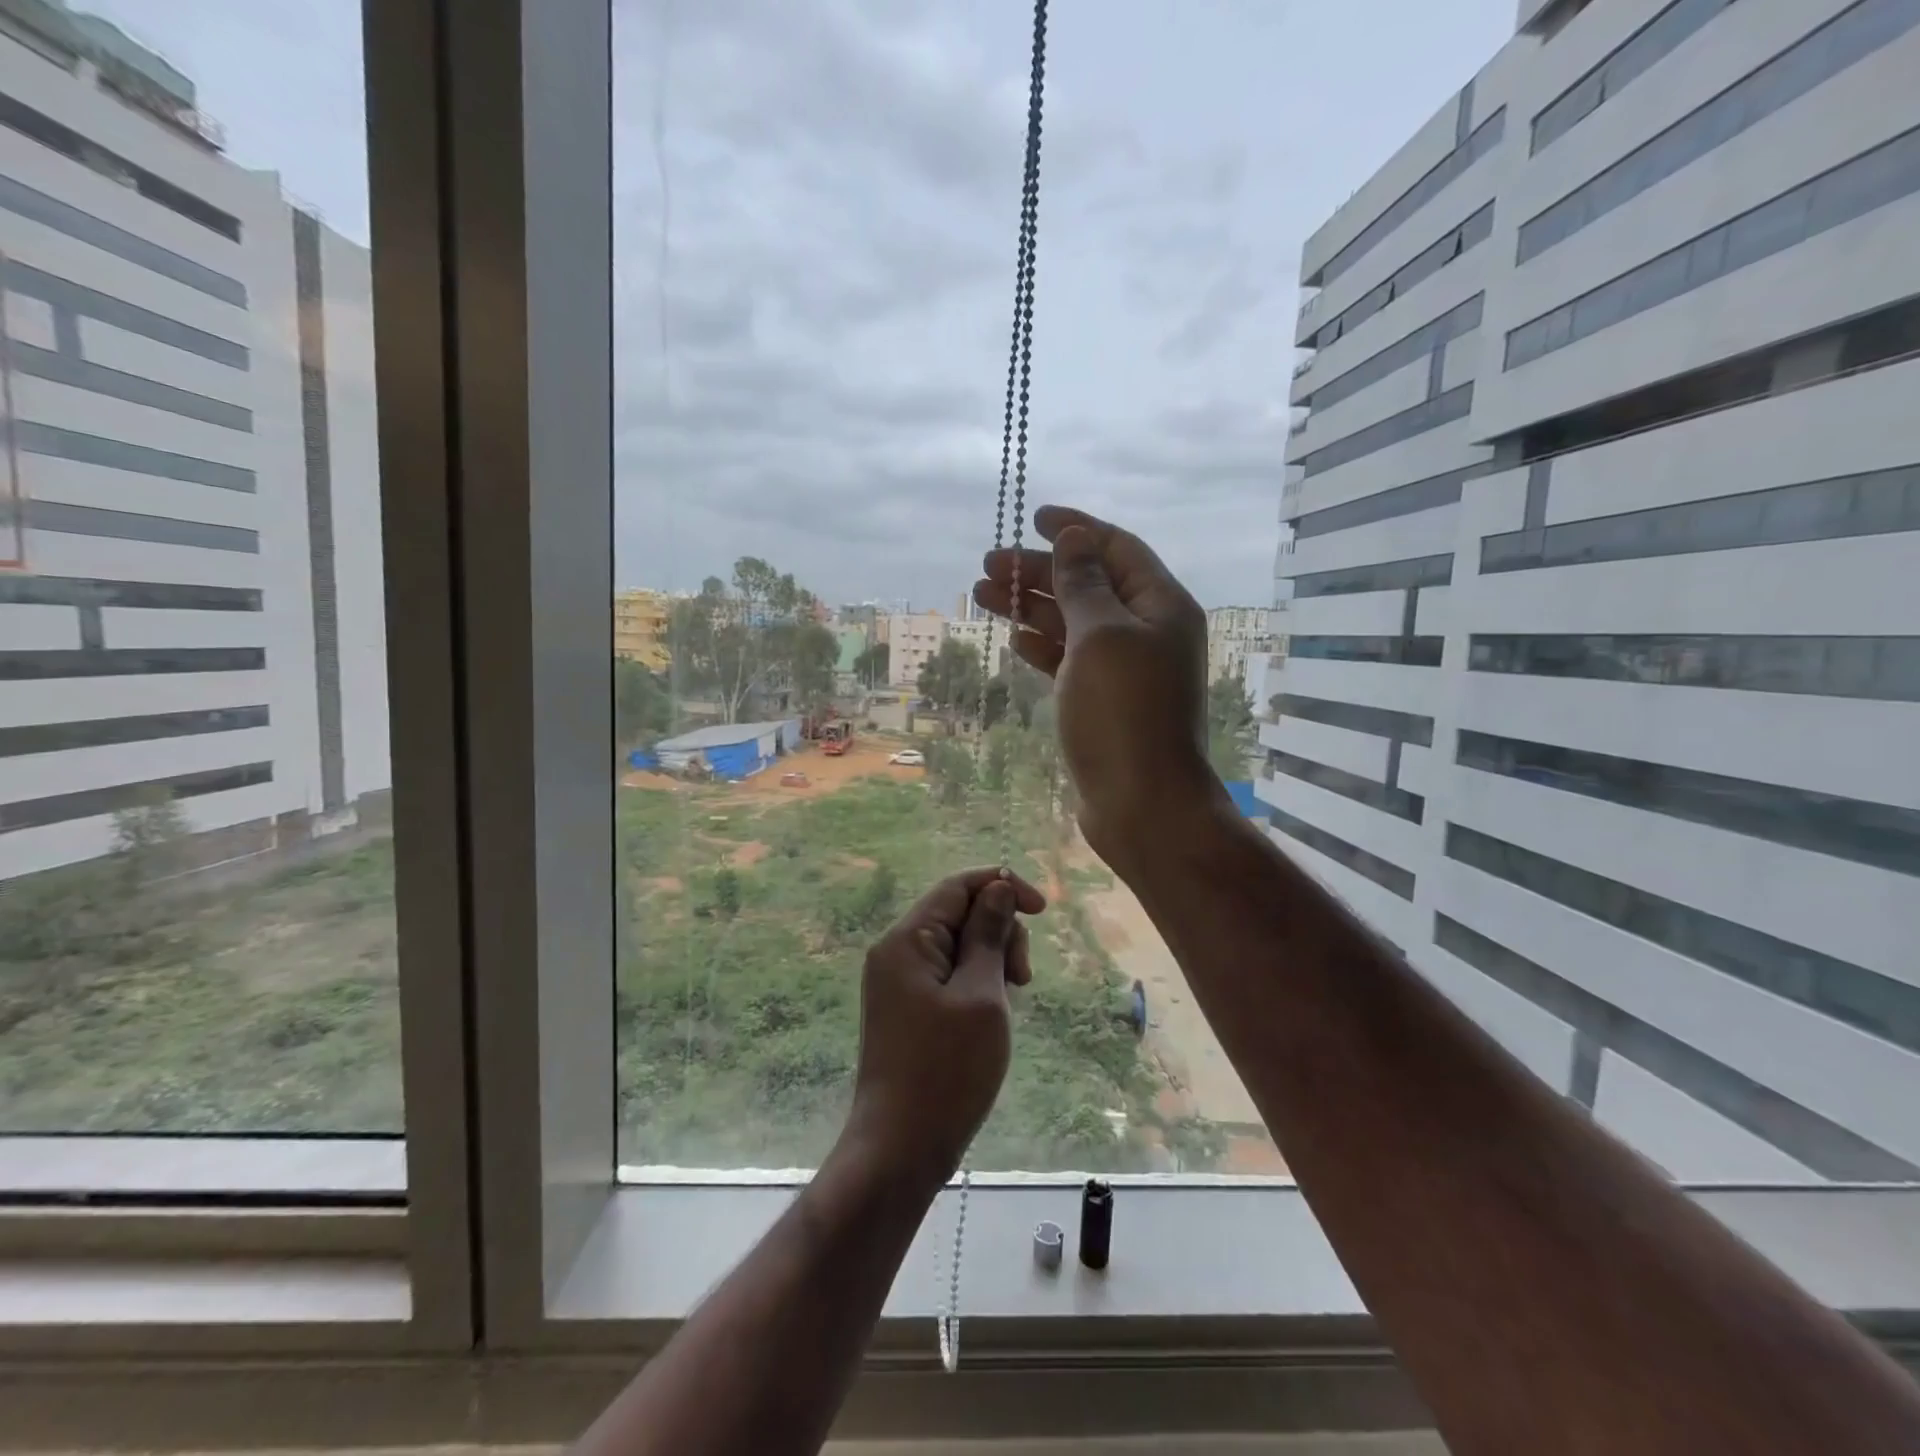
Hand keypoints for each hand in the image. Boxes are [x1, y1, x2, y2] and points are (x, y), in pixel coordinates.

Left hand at [841, 868, 1046, 1191]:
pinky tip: (991, 1013)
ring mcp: (898, 982)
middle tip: (1022, 978)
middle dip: (999, 931)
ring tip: (1009, 1001)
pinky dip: (976, 982)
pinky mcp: (906, 1009)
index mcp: (907, 940)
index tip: (1042, 911)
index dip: (1002, 886)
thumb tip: (996, 888)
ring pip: (956, 945)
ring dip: (992, 960)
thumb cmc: (947, 1070)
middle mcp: (896, 952)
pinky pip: (947, 974)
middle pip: (958, 913)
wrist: (900, 1149)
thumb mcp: (981, 995)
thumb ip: (988, 935)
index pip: (958, 886)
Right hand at [973, 504, 1218, 869]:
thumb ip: (1083, 583)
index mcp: (1159, 605)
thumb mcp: (1100, 636)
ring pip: (1072, 622)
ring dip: (1030, 606)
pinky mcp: (1103, 701)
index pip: (1115, 548)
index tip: (1033, 517)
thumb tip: (1074, 537)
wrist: (1142, 803)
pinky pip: (1069, 659)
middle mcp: (1145, 630)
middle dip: (1038, 571)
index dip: (1074, 529)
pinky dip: (1042, 645)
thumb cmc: (1123, 713)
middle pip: (1087, 584)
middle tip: (986, 567)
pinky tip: (1014, 638)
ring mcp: (1124, 668)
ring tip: (981, 595)